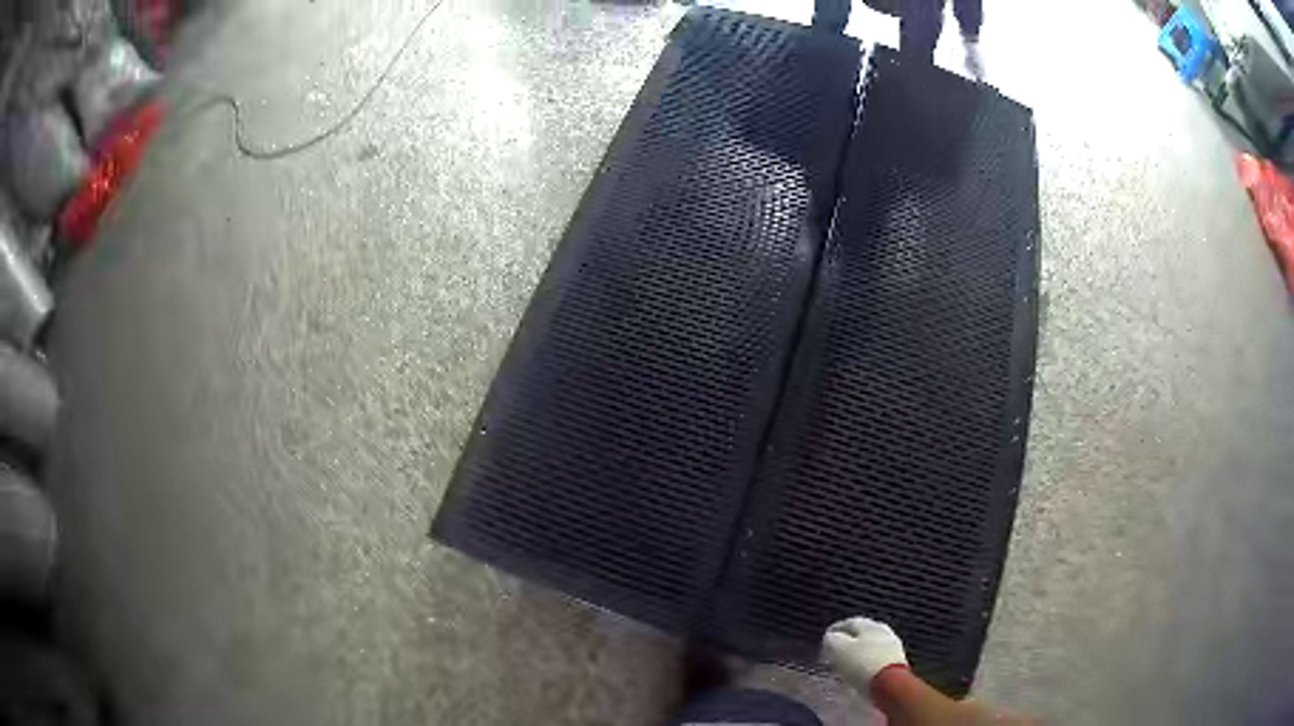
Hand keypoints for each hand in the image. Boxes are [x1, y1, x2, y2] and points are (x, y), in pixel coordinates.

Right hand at [822, 616, 907, 690]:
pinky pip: (876, 660)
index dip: (834, 631)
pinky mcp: (897, 663)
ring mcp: (893, 647)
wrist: (890, 684)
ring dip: (857, 655)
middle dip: (847, 644)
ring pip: (870, 648)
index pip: (848, 622)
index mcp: (869, 624)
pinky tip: (859, 674)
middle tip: (833, 655)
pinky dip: (866, 665)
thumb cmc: (862, 663)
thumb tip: (830, 638)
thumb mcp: (838, 649)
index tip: (824, 642)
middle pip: (861, 635)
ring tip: (845, 667)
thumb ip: (831, 640)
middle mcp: (883, 631)